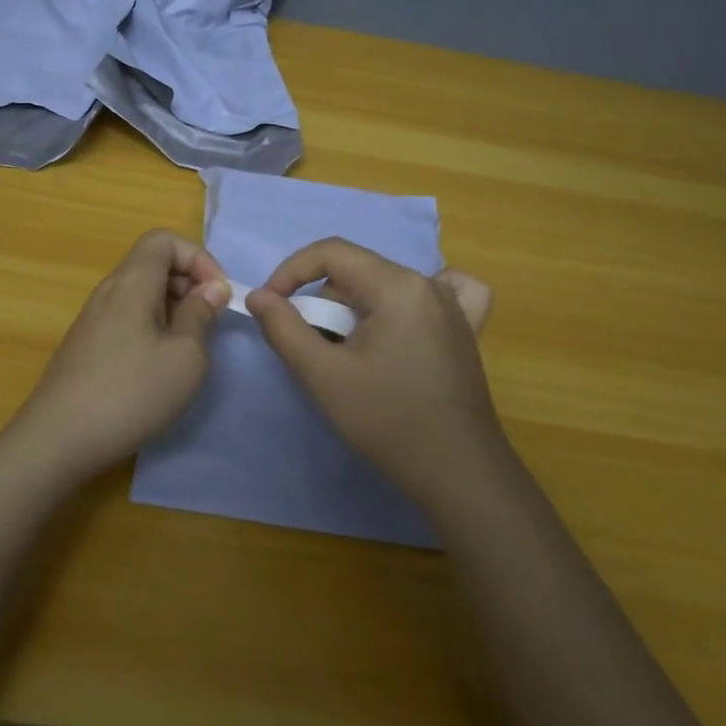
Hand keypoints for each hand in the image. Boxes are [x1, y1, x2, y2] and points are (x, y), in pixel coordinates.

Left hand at [6, 229, 228, 483]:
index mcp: (131, 283)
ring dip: (172, 308)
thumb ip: (200, 315)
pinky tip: (158, 367)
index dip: (198, 257)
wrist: (58, 440)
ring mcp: (92, 319)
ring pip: (140, 293)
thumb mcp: (185, 356)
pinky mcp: (86, 346)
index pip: (163, 240)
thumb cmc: (130, 393)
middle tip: (208, 322)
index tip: (217, 294)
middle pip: (152, 263)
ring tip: (188, 347)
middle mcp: (108, 291)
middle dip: (188, 283)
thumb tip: (211, 288)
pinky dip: (152, 327)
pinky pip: (126, 318)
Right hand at [247, 238, 511, 510]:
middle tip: (315, 348)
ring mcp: (455, 306)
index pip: (331, 252)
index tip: (272, 305)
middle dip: (326, 302)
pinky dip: (412, 301)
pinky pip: (441, 293)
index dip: (292, 272)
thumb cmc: (387, 420)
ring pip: (387, 285)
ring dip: (359, 309)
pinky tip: (408, 320)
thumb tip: (259, 296)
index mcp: (397, 285)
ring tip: (352, 353)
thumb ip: (285, 329)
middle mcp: (429, 284)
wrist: (458, 472)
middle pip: (358, 272)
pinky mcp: (467, 330)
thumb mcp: (323, 375)